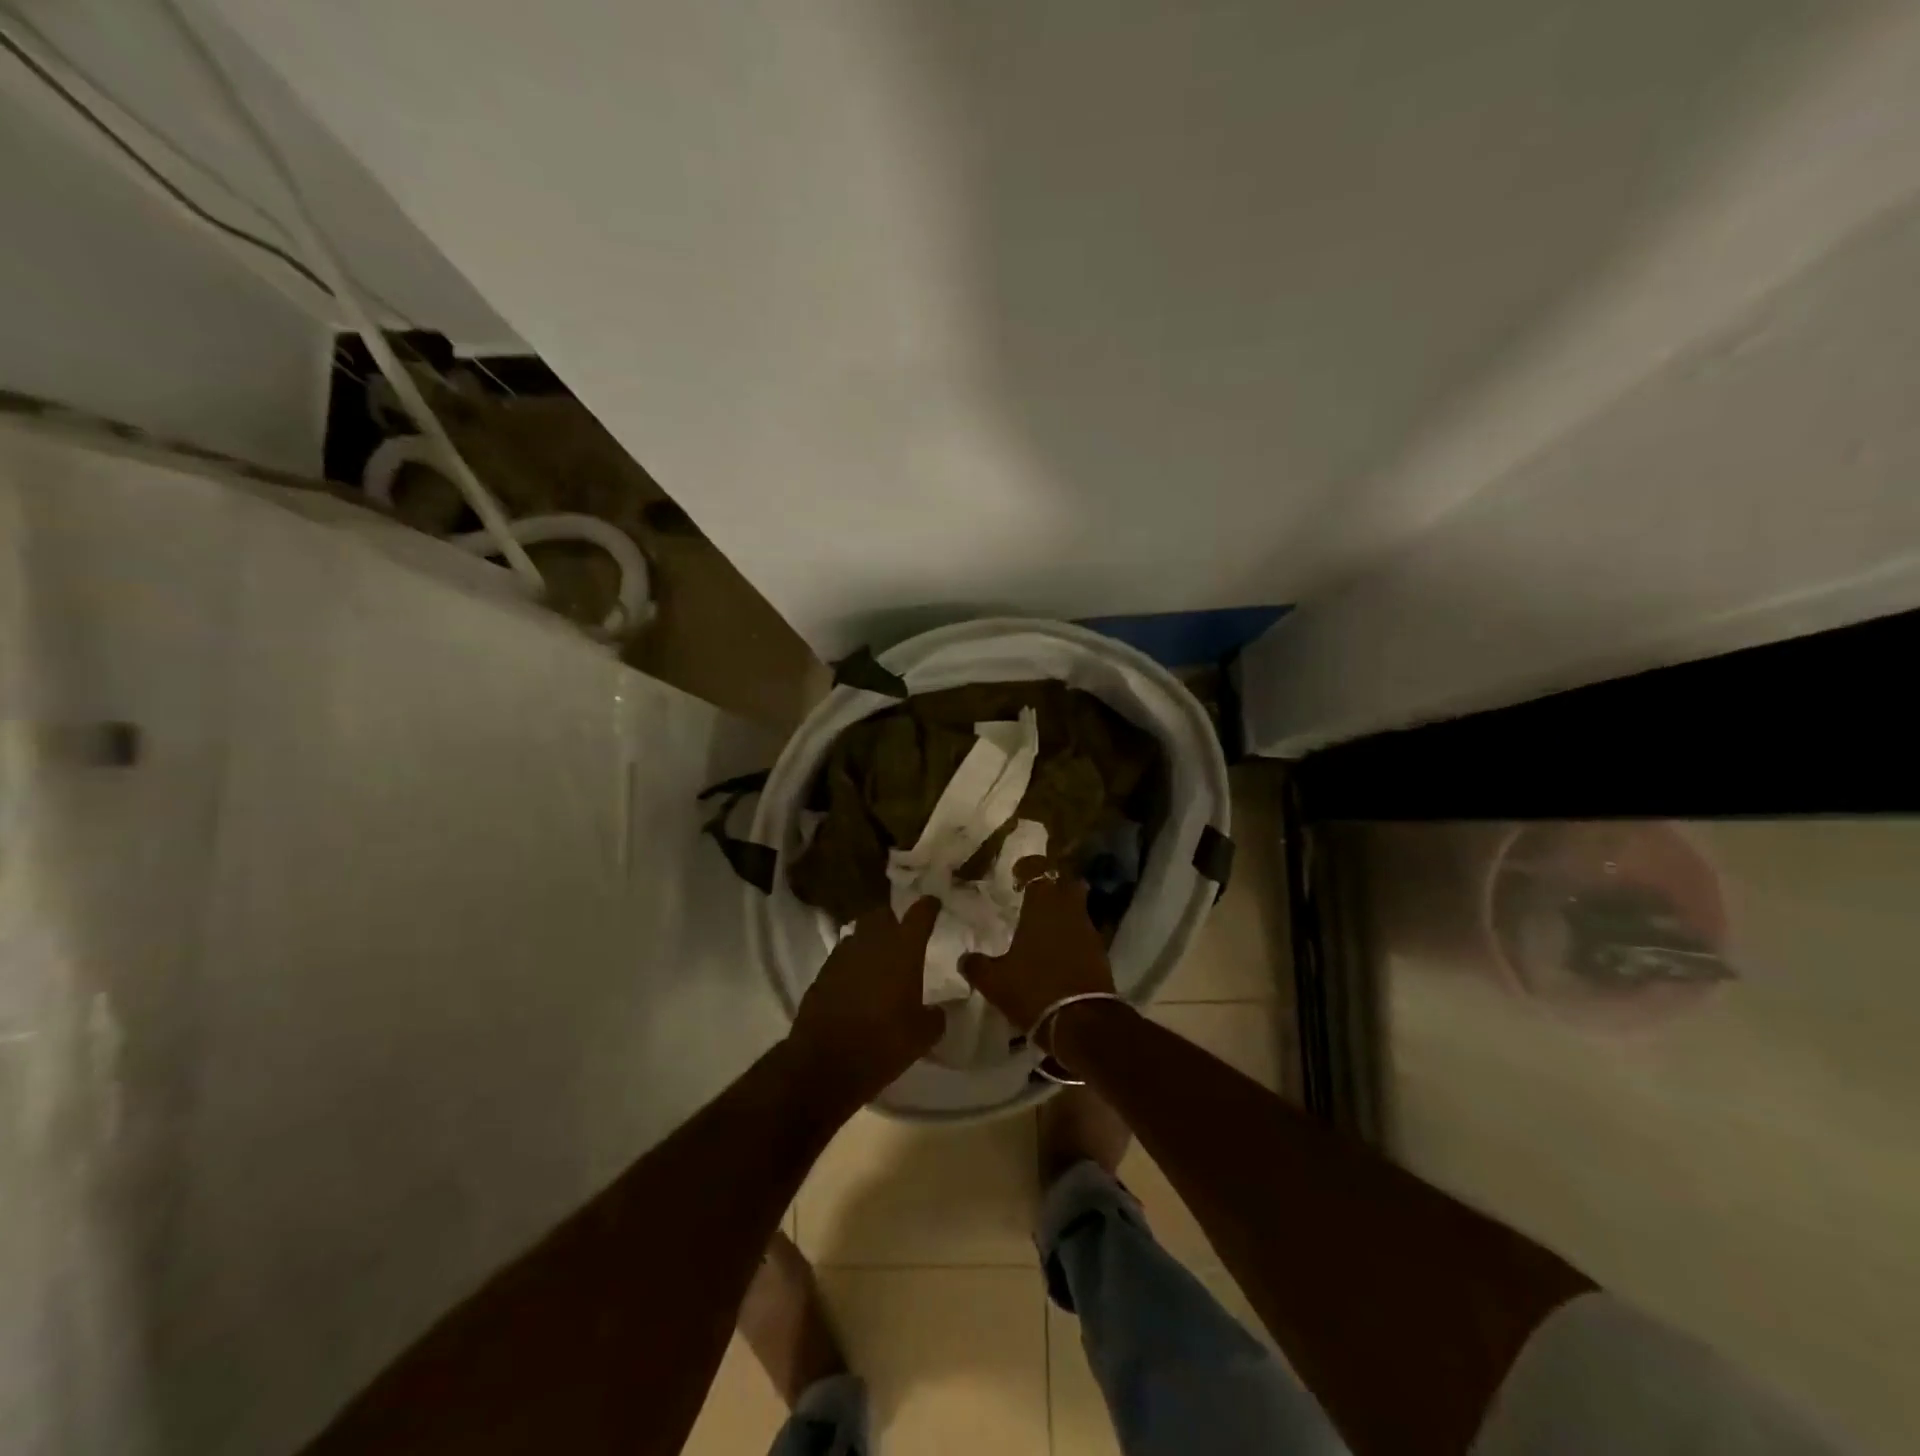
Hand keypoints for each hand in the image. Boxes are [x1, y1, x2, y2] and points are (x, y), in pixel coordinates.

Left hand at [787, 898, 944, 1111]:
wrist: (825, 1063)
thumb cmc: (883, 1043)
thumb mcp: (922, 1036)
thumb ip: (935, 1017)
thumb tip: (936, 1011)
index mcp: (903, 950)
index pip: (920, 913)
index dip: (929, 906)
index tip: (934, 904)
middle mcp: (872, 942)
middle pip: (881, 914)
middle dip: (892, 919)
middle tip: (902, 937)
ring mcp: (843, 955)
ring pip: (859, 933)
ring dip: (869, 941)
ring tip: (879, 961)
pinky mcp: (822, 973)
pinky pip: (842, 956)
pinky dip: (852, 963)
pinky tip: (857, 983)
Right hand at [960, 866, 1115, 1032]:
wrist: (1083, 1023)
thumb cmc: (1034, 990)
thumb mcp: (994, 981)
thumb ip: (977, 966)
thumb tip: (964, 959)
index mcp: (1043, 907)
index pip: (1039, 870)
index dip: (1028, 867)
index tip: (1016, 874)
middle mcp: (1069, 911)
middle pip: (1066, 882)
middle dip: (1052, 883)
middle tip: (1033, 894)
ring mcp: (1088, 931)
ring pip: (1077, 907)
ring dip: (1062, 909)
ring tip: (1042, 925)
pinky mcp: (1100, 953)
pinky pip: (1083, 931)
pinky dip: (1071, 934)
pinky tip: (1056, 951)